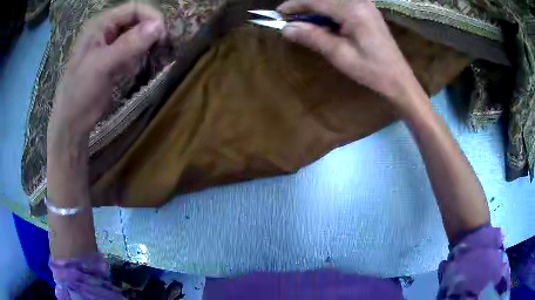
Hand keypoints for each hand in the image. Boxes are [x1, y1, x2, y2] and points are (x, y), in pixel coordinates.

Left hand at [49, 2, 166, 135]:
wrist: (72, 123)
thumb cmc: (80, 92)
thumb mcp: (102, 66)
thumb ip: (129, 44)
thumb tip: (159, 26)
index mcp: (100, 24)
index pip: (134, 8)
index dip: (151, 17)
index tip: (163, 35)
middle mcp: (106, 31)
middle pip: (137, 20)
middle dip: (150, 32)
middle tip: (159, 48)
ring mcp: (110, 45)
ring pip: (136, 36)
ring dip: (144, 46)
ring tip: (141, 62)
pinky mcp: (113, 60)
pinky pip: (132, 51)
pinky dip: (137, 58)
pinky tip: (130, 71)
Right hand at [278, 0, 428, 114]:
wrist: (399, 79)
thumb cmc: (372, 70)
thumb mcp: (340, 55)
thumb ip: (313, 37)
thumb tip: (286, 28)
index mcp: (353, 10)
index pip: (316, 1)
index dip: (295, 5)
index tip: (278, 14)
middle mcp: (359, 2)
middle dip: (304, 6)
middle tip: (289, 19)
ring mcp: (365, 5)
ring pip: (332, 1)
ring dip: (316, 8)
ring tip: (304, 21)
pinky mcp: (368, 11)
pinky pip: (342, 5)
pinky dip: (328, 11)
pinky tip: (324, 22)